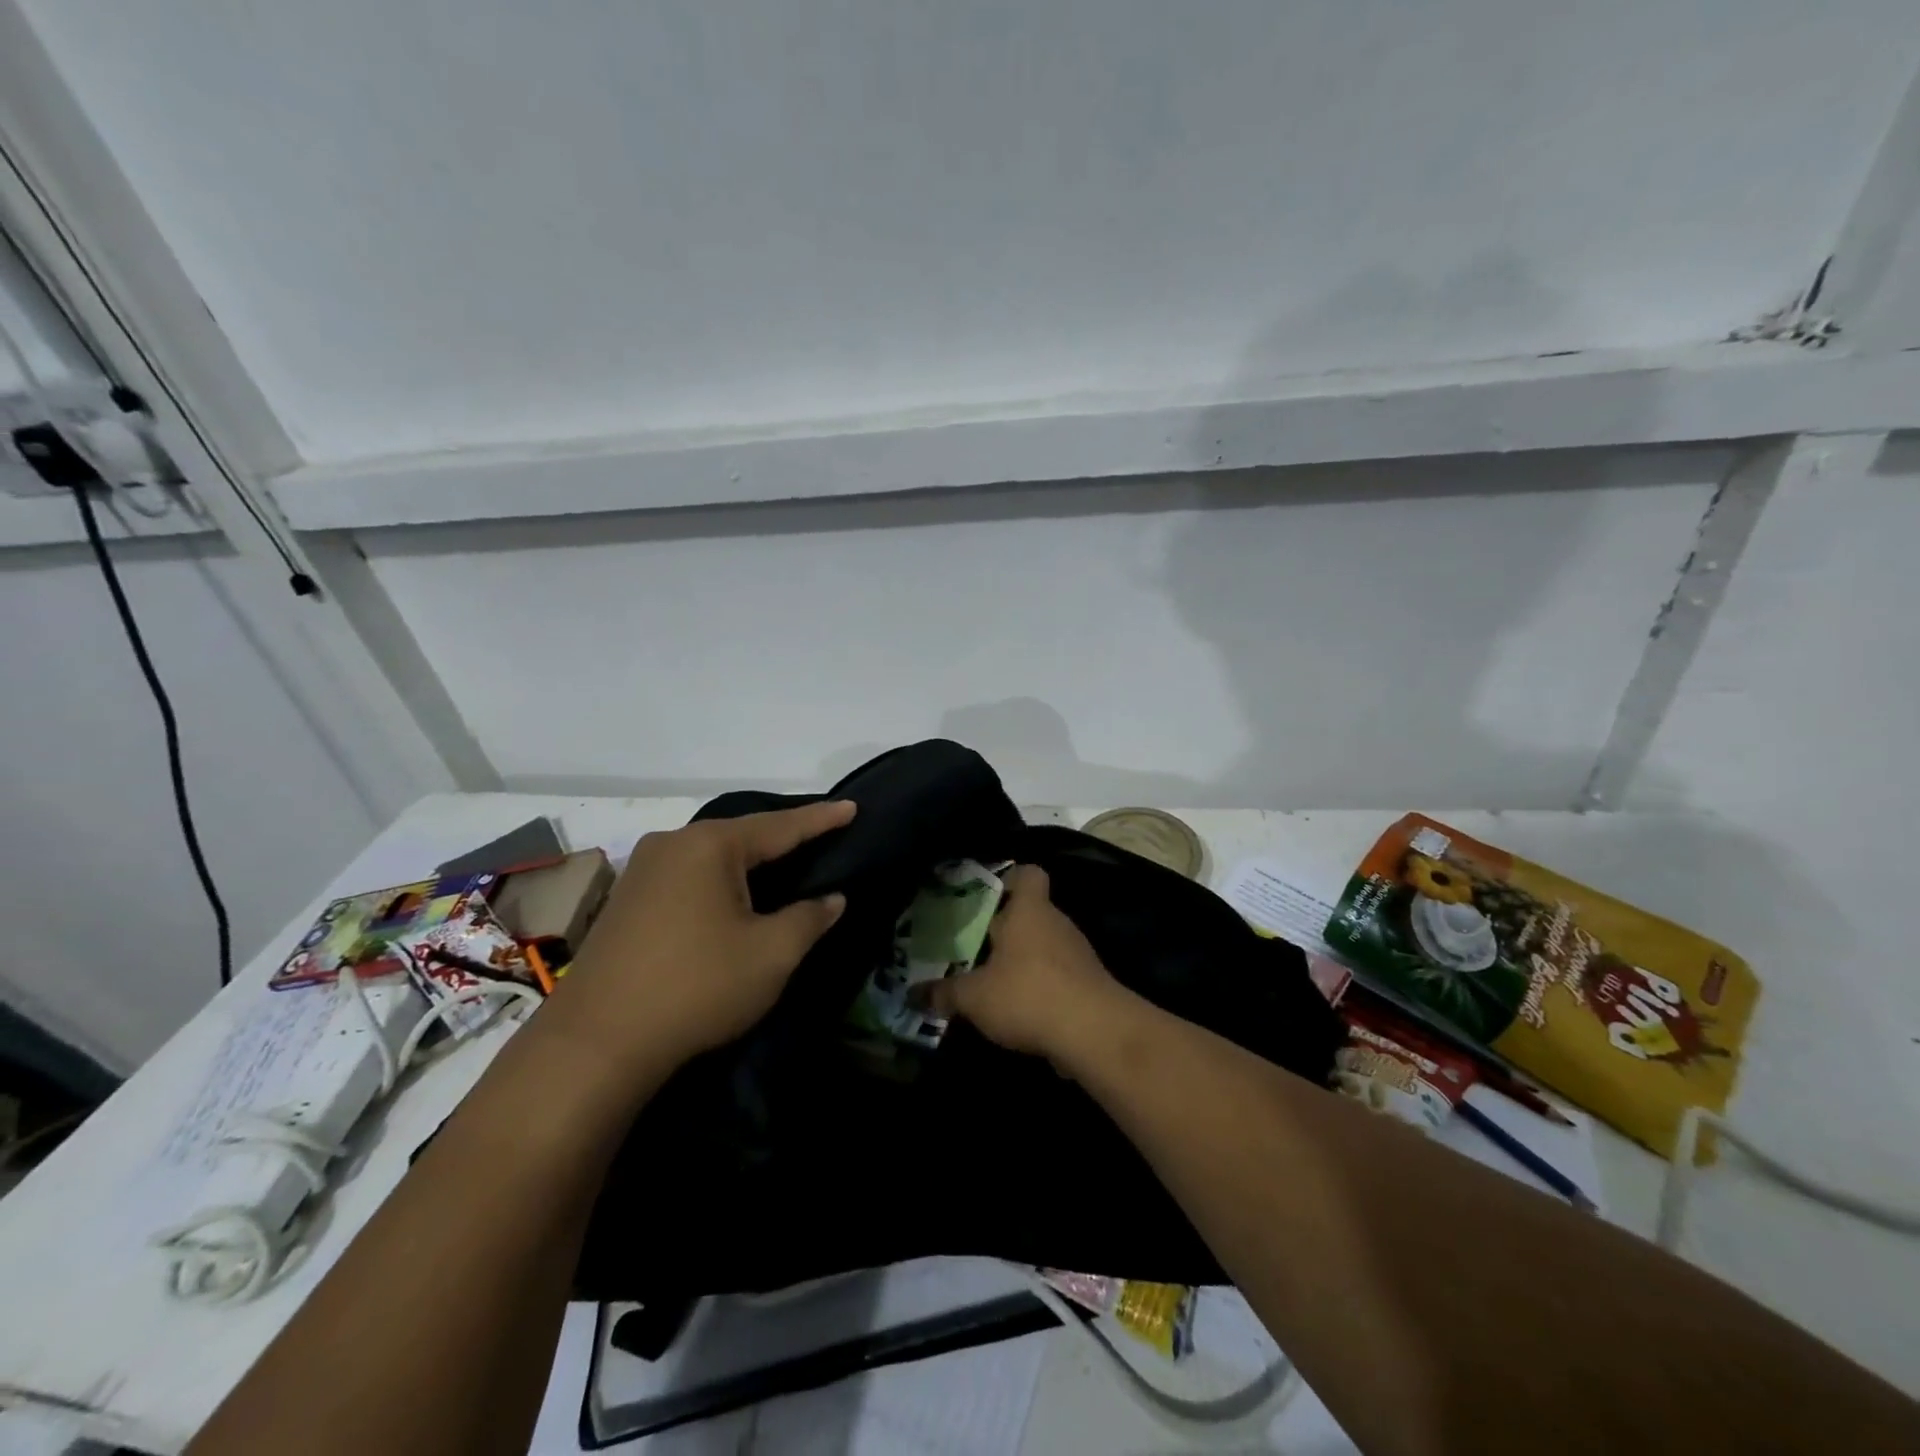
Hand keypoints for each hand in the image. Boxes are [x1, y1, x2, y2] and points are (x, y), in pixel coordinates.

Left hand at [550, 801, 855, 1065]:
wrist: (595, 1043)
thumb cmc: (696, 986)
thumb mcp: (771, 954)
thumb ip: (809, 918)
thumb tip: (833, 898)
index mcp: (710, 846)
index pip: (780, 826)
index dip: (821, 819)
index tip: (852, 807)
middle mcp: (672, 844)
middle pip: (741, 835)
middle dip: (783, 838)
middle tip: (821, 838)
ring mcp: (642, 871)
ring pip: (712, 857)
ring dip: (748, 863)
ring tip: (783, 866)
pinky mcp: (626, 901)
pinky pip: (688, 876)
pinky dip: (719, 881)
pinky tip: (732, 898)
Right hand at [925, 864, 1127, 1063]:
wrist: (1094, 1032)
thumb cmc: (1028, 994)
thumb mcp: (974, 997)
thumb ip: (944, 993)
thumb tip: (914, 994)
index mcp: (1029, 910)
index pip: (1028, 874)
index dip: (1010, 878)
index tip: (988, 895)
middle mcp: (1057, 922)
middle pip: (1032, 913)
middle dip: (1007, 929)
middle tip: (975, 946)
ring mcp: (1078, 953)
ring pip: (1045, 946)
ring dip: (1024, 961)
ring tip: (992, 982)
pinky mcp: (1090, 984)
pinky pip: (1059, 976)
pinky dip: (1042, 987)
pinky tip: (1020, 1010)